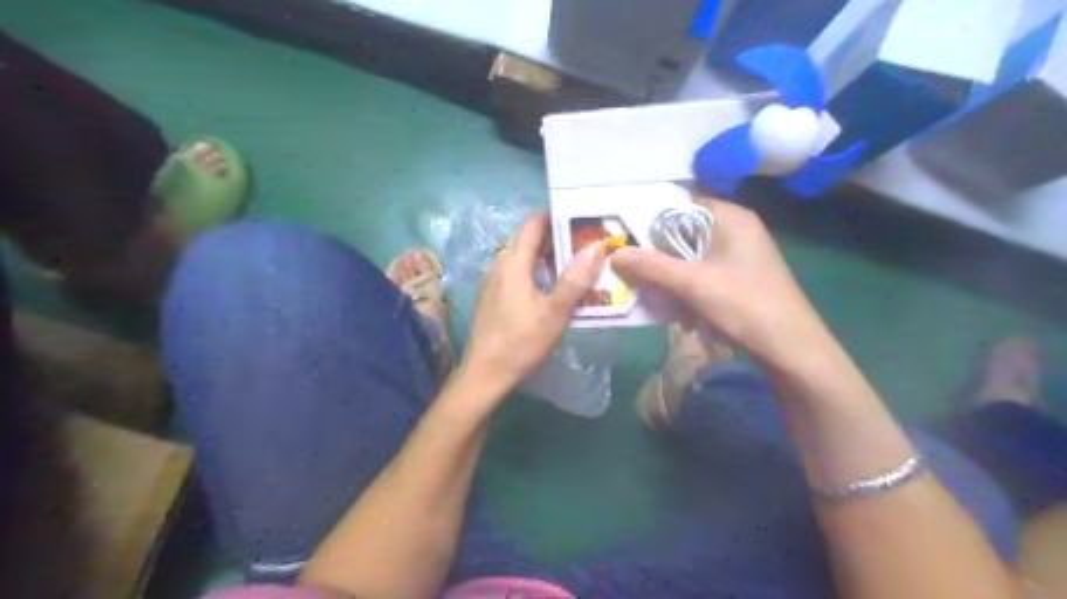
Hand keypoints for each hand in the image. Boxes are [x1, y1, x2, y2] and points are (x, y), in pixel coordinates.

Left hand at [460, 214, 608, 397]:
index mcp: (512, 262)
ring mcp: (493, 281)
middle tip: (586, 240)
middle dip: (555, 235)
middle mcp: (499, 264)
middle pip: (527, 239)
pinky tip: (552, 285)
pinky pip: (516, 271)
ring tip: (575, 260)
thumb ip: (575, 279)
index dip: (556, 215)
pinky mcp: (492, 296)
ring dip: (546, 254)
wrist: (484, 374)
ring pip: (522, 256)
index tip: (582, 217)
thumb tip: (596, 247)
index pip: (533, 224)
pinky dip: (535, 269)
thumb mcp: (554, 312)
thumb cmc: (520, 343)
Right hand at [607, 197, 833, 368]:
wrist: (792, 349)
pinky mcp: (740, 278)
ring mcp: (740, 255)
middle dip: (658, 255)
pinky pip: (703, 274)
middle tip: (632, 271)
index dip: (650, 220)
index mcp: (730, 217)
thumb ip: (651, 266)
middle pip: (683, 233)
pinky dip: (688, 289)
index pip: (680, 204)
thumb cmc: (745, 305)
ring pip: (690, 257)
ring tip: (654, 296)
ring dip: (671, 276)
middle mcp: (736, 229)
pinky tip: (681, 313)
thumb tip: (614, 254)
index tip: (623, 238)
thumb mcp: (692, 284)